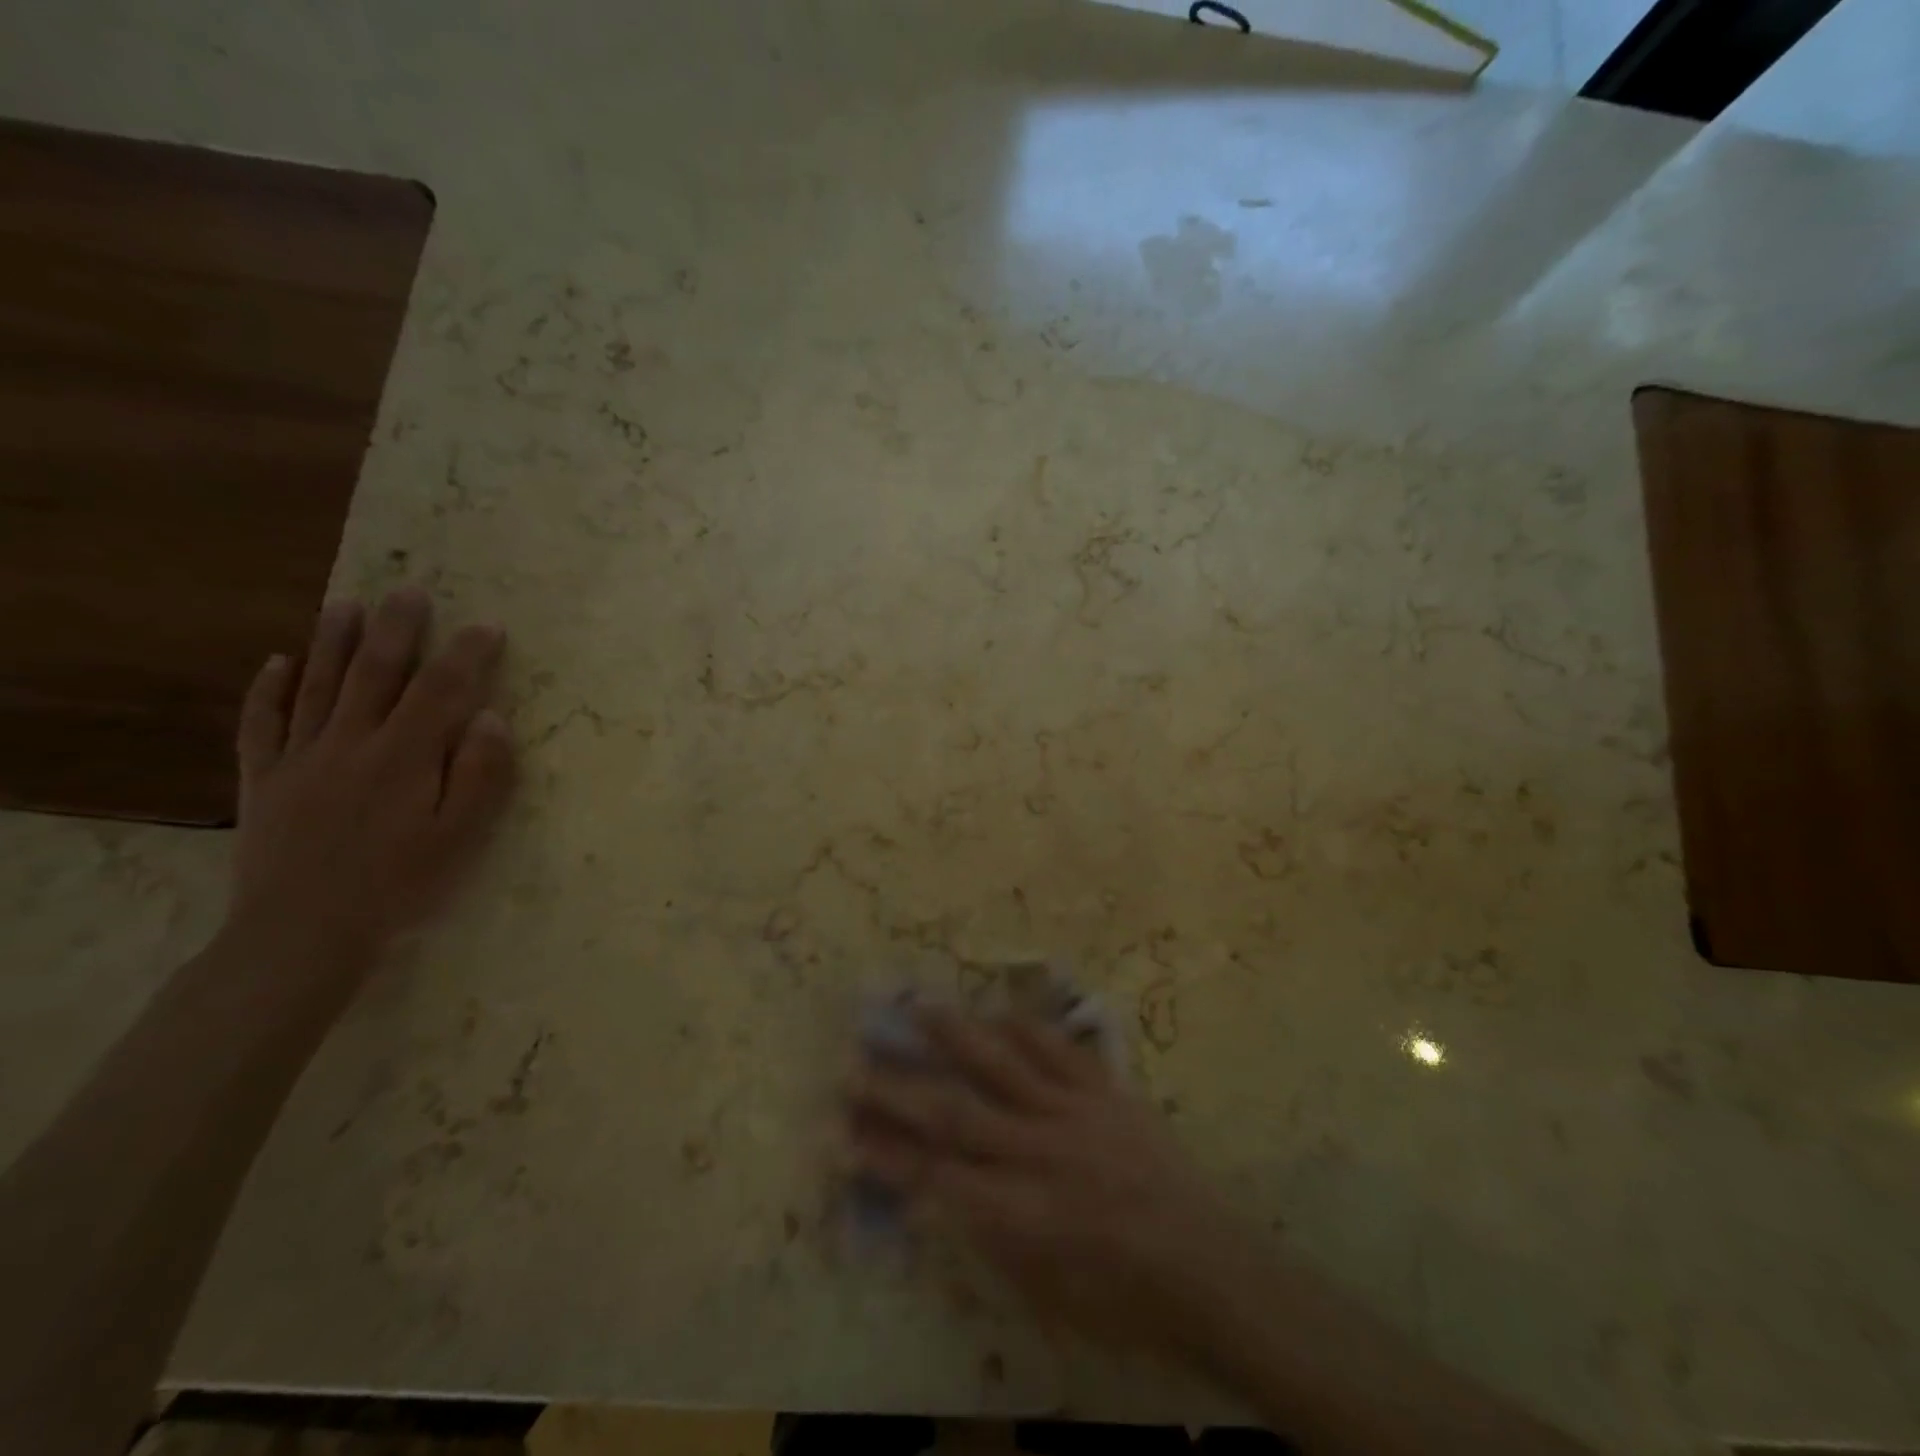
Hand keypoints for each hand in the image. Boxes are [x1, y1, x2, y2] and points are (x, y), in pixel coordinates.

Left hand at [225, 587, 516, 975]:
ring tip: (346, 603)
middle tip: (409, 591)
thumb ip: (479, 774)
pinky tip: (278, 662)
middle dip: (396, 629)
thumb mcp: (459, 836)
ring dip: (332, 641)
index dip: (466, 654)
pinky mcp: (264, 779)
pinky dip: (269, 689)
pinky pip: (261, 723)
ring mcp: (300, 757)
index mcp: (404, 757)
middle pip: (375, 673)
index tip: (487, 626)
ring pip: (317, 686)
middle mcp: (350, 743)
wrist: (303, 931)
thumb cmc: (399, 883)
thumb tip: (490, 717)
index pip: (441, 690)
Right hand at [847, 1009, 1276, 1369]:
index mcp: (1026, 1215)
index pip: (937, 1177)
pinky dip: (1026, 1028)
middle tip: (855, 1063)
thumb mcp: (1048, 1295)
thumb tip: (943, 1193)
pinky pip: (1060, 1050)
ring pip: (1004, 1065)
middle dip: (899, 1090)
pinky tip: (998, 1011)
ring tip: (919, 1006)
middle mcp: (1042, 1154)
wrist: (1211, 1268)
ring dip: (956, 1036)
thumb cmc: (1126, 1302)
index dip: (886, 1156)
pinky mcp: (1107, 1092)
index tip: (843, 1132)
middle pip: (956, 1113)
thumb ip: (992, 1236)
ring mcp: (1076, 1114)